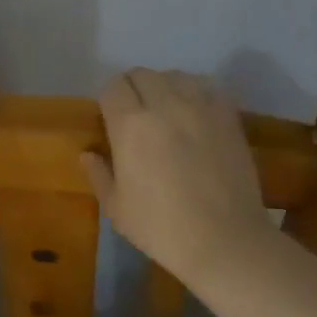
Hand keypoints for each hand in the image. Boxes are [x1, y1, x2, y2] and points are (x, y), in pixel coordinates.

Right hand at [81, 69, 282, 286]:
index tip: (110, 119)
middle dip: (133, 89)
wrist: (225, 242)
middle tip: (136, 116)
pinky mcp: (228, 116)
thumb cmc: (162, 227)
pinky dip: (196, 93)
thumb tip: (88, 154)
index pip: (113, 87)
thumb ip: (99, 174)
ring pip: (175, 76)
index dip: (109, 100)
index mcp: (130, 124)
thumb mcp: (117, 208)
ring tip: (167, 111)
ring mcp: (200, 107)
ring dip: (165, 87)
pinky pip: (207, 88)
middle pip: (142, 74)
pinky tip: (195, 115)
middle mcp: (164, 105)